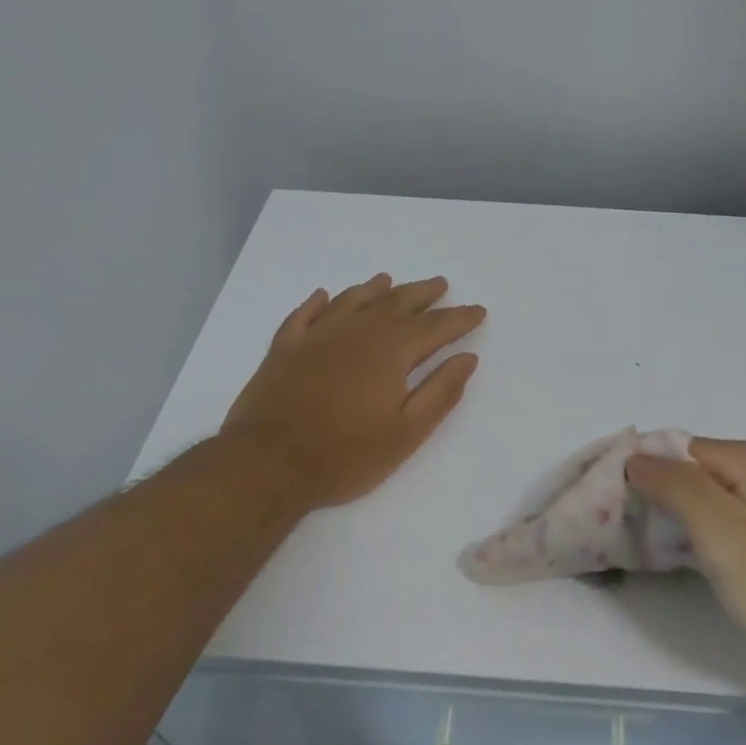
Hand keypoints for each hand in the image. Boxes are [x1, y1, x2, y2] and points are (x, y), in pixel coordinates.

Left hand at [222, 274, 485, 508]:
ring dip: (374, 289)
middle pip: (396, 303)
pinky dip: (318, 302)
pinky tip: (324, 295)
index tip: (478, 310)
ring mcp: (316, 337)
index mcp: (390, 351)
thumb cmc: (346, 455)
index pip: (434, 327)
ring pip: (352, 301)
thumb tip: (467, 358)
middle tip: (440, 284)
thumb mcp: (406, 432)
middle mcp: (356, 332)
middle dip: (422, 294)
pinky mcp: (284, 349)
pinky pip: (304, 314)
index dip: (459, 318)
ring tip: (388, 280)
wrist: (267, 464)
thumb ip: (440, 392)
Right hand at [626, 439, 745, 688]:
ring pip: (703, 502)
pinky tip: (686, 564)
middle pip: (685, 473)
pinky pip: (723, 526)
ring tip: (637, 552)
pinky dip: (696, 539)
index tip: (602, 510)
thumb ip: (676, 487)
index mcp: (743, 462)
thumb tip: (636, 458)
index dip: (633, 473)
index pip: (668, 449)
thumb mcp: (725, 533)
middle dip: (647, 497)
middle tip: (614, 536)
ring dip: (669, 520)